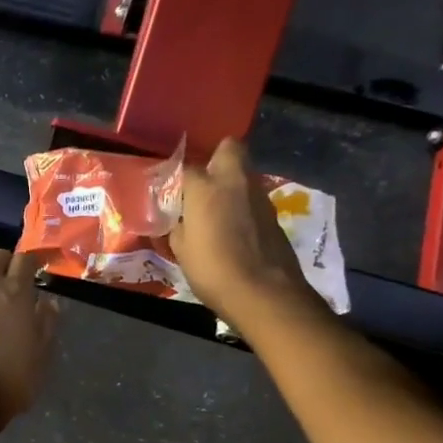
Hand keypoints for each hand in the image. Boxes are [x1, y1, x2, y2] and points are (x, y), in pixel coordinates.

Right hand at [170, 139, 318, 332]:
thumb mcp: (181, 249)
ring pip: (243, 173)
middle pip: (229, 148)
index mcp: (205, 188)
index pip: (185, 166)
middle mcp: (234, 182)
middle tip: (201, 182)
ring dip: (230, 184)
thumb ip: (178, 225)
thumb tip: (179, 218)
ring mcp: (259, 196)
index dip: (176, 176)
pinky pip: (252, 198)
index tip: (169, 189)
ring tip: (215, 209)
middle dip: (215, 157)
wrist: (264, 293)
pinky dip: (242, 205)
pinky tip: (233, 228)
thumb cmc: (212, 270)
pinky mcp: (273, 214)